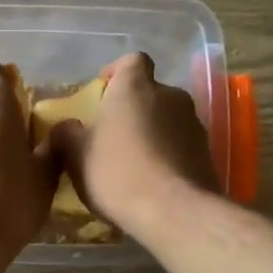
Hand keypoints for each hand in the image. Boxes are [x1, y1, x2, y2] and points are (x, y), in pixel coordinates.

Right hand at [50, 53, 218, 235]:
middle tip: (113, 133)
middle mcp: (170, 95)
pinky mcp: (207, 152)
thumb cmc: (117, 173)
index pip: (131, 61)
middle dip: (133, 108)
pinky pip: (181, 145)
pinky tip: (153, 180)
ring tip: (134, 161)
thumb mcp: (76, 156)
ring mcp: (194, 123)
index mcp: (135, 87)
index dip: (117, 73)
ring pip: (167, 119)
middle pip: (150, 92)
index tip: (103, 92)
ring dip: (152, 132)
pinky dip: (168, 154)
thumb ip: (66, 135)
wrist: (174, 212)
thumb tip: (65, 128)